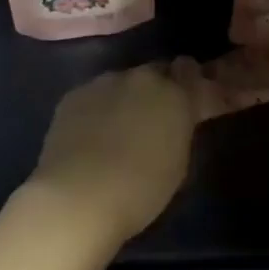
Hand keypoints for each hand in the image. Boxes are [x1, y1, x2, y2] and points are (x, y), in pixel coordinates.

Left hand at [27, 60, 201, 243]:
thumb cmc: (139, 192)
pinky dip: (100, 108)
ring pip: (124, 82)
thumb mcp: (178, 165)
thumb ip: (179, 131)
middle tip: (158, 116)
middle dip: (161, 88)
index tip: (194, 100)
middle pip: (158, 71)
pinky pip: (96, 95)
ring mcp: (104, 82)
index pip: (190, 71)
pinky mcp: (74, 95)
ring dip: (129, 98)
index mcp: (175, 94)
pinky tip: (93, 134)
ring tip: (122, 127)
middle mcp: (141, 78)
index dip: (192, 83)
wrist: (76, 198)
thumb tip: (175, 122)